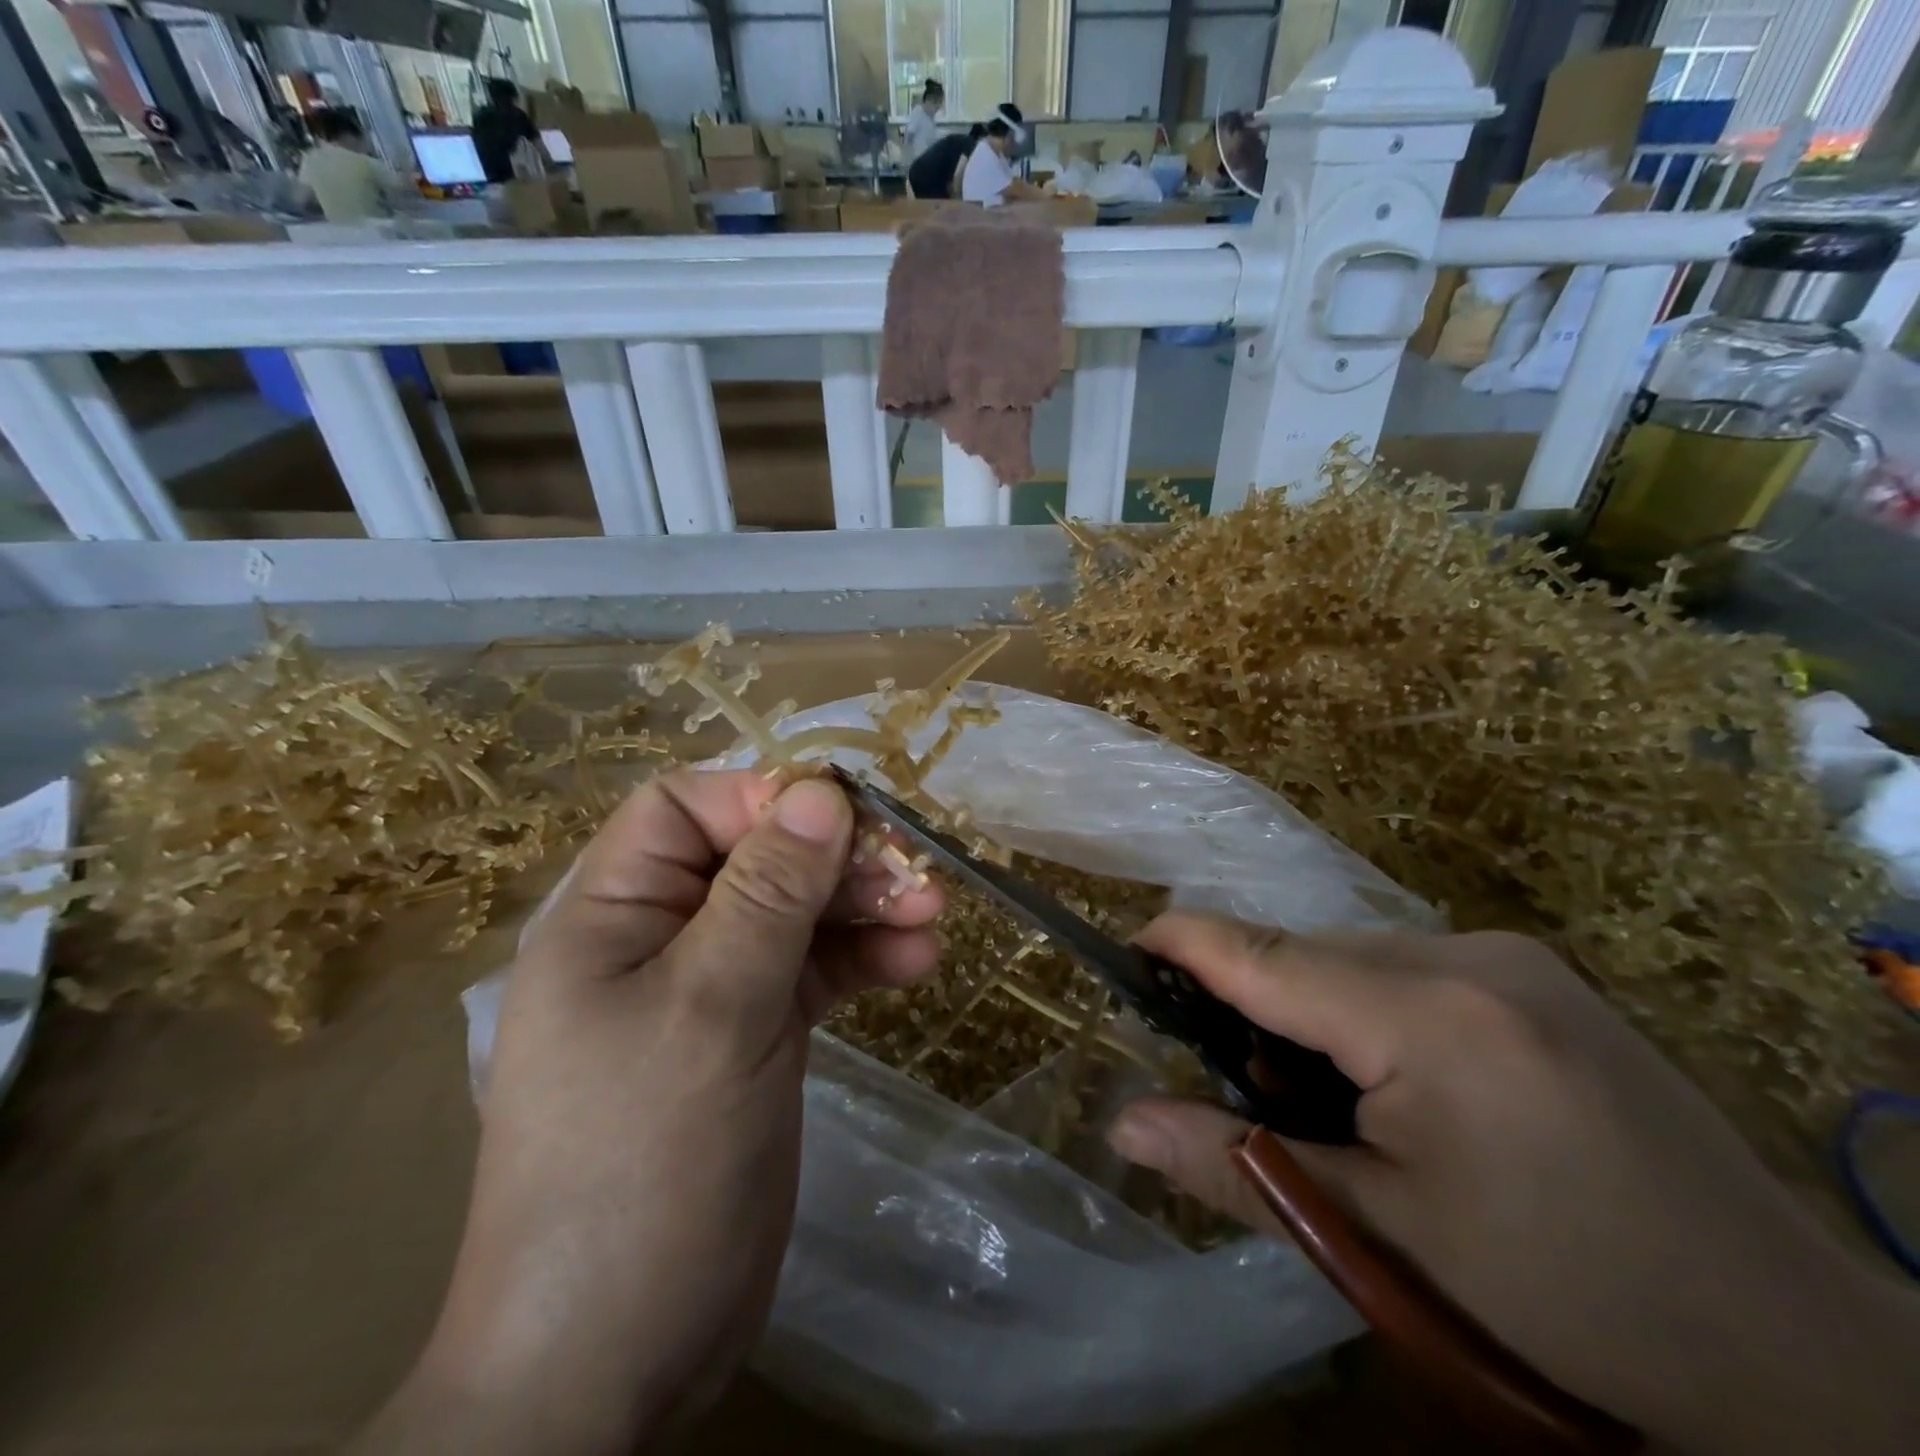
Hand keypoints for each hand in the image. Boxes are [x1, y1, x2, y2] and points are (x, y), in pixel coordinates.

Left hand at [356, 769, 941, 1454]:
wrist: (619, 1354)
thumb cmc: (642, 1161)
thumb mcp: (710, 1009)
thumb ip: (767, 895)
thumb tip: (821, 793)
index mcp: (613, 914)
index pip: (685, 809)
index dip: (761, 798)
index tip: (842, 815)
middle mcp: (661, 937)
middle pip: (756, 857)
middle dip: (834, 857)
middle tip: (913, 870)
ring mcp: (713, 986)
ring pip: (796, 912)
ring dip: (863, 905)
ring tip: (933, 911)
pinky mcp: (757, 1031)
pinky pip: (816, 969)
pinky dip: (864, 958)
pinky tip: (917, 960)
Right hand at [1107, 915, 1919, 1455]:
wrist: (1802, 1359)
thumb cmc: (1566, 1305)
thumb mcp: (1381, 1242)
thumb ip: (1236, 1166)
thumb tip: (1123, 1125)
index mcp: (1427, 1015)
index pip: (1259, 951)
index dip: (1179, 944)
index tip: (1123, 953)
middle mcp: (1467, 955)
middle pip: (1304, 952)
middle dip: (1253, 1004)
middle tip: (1247, 1090)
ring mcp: (1512, 956)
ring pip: (1351, 956)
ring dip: (1311, 1010)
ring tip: (1330, 1101)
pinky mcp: (1537, 974)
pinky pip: (1405, 966)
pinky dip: (1367, 1008)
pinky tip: (1399, 1084)